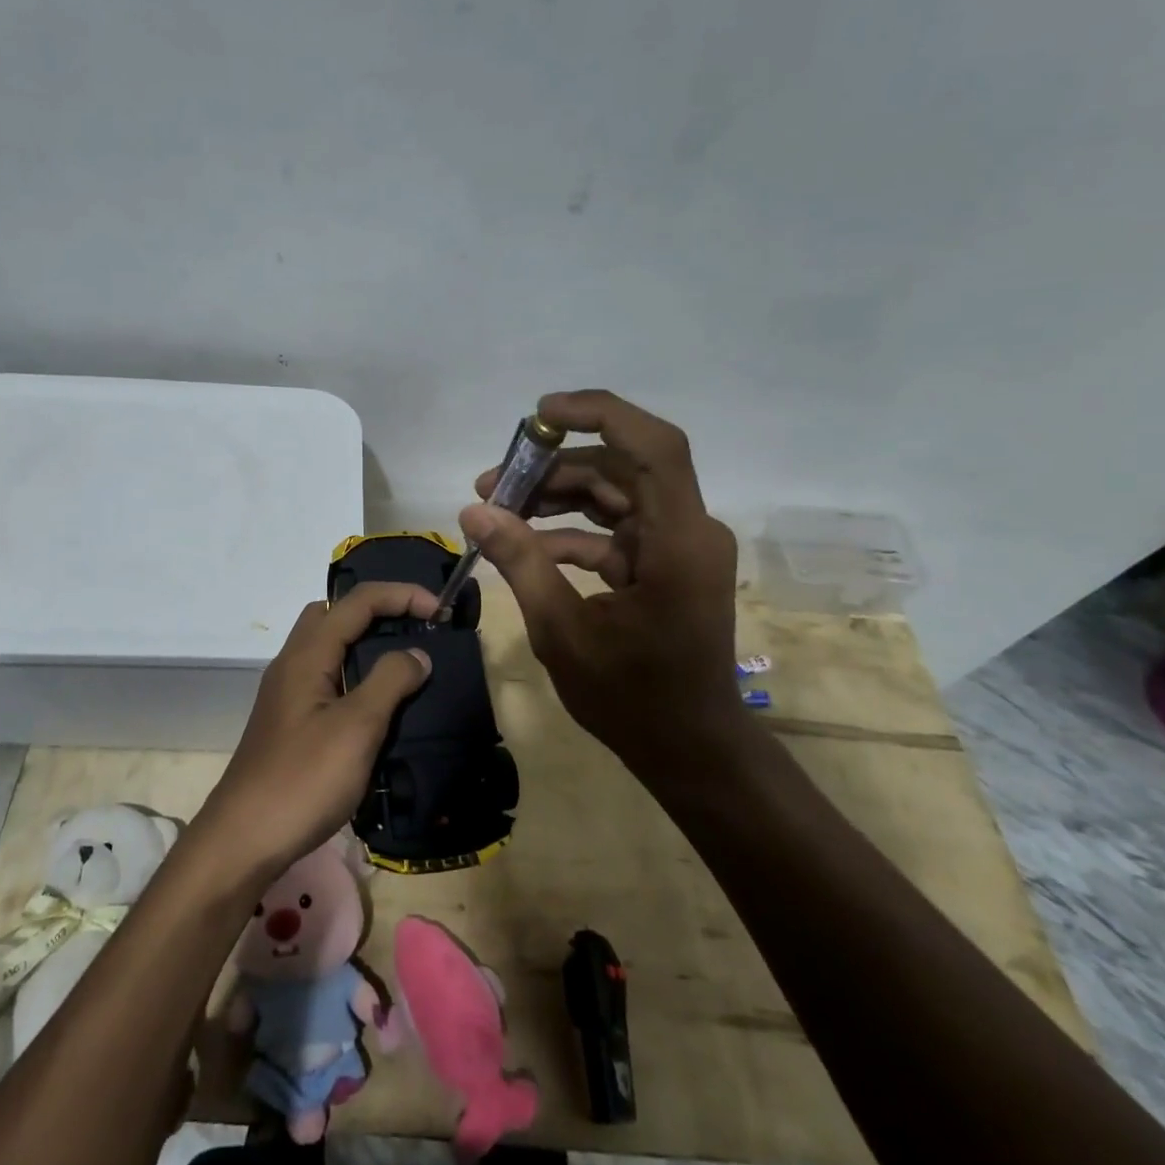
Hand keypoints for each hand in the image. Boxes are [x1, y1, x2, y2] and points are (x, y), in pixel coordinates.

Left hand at [195, 581, 435, 879]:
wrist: (244, 839)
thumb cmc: (303, 779)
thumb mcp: (356, 728)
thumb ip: (389, 682)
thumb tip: (416, 653)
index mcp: (307, 654)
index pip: (357, 601)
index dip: (401, 595)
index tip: (440, 610)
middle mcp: (293, 663)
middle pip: (334, 613)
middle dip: (377, 610)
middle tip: (414, 629)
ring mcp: (287, 693)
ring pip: (328, 646)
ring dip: (365, 643)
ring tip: (403, 664)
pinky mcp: (290, 721)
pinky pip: (326, 677)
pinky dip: (354, 674)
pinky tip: (376, 705)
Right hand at [460, 389, 752, 794]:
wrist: (690, 749)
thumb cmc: (632, 697)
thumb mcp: (562, 630)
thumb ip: (520, 562)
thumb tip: (474, 511)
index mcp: (677, 541)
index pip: (653, 447)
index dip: (599, 415)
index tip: (540, 414)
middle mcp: (687, 531)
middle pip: (621, 468)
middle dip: (554, 467)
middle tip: (492, 481)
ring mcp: (677, 547)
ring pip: (614, 494)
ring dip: (557, 496)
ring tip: (498, 507)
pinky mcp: (664, 564)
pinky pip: (615, 529)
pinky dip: (571, 531)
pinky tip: (525, 546)